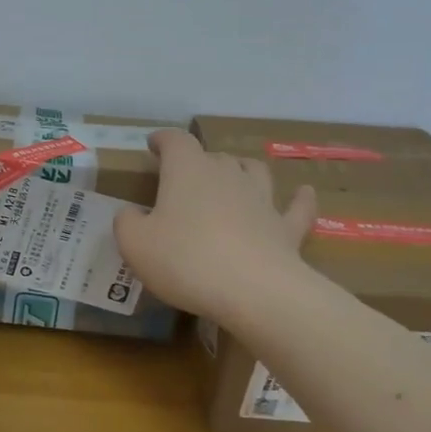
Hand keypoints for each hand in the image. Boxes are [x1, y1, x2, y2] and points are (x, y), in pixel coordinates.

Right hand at [113, 130, 317, 323]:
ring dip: (241, 170)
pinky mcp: (286, 228)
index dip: (162, 140)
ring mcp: (261, 199)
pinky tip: (303, 192)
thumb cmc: (186, 260)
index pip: (175, 141)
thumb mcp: (135, 244)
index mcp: (187, 170)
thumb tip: (131, 214)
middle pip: (213, 156)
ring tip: (234, 175)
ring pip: (253, 171)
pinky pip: (296, 207)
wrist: (254, 291)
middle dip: (197, 162)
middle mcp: (226, 174)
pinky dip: (299, 198)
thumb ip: (127, 223)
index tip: (153, 145)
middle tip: (184, 178)